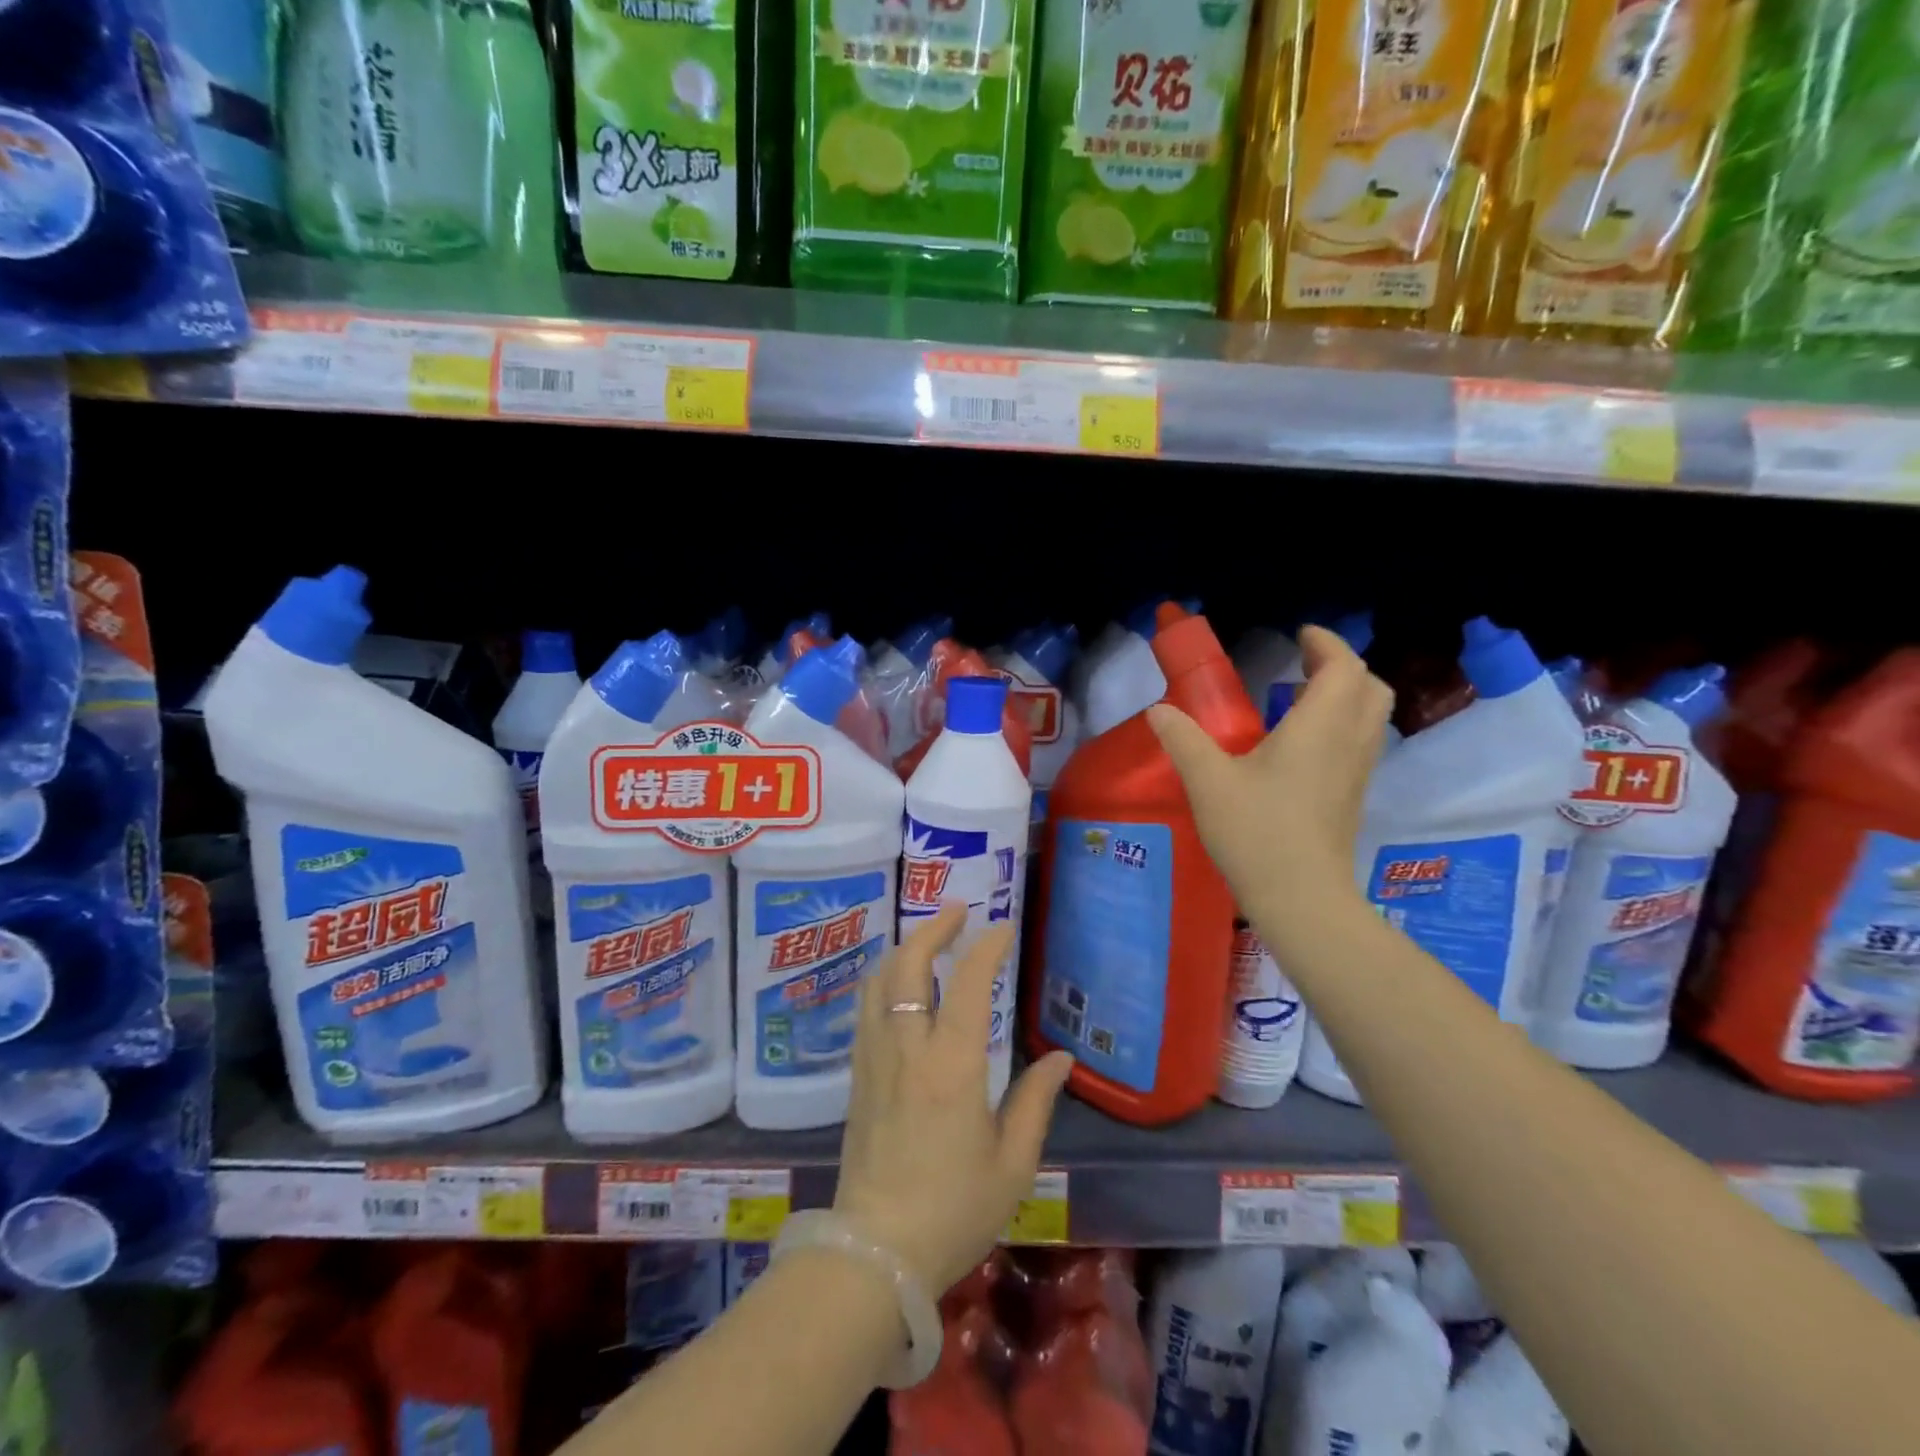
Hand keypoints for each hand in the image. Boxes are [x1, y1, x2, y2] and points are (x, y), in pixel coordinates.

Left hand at [834, 906, 1073, 1295]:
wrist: (873, 1254)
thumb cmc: (953, 1210)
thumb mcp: (1012, 1165)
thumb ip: (1036, 1102)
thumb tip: (1062, 1058)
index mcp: (952, 1065)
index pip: (971, 984)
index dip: (987, 947)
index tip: (1003, 926)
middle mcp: (908, 1048)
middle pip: (910, 964)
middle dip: (934, 928)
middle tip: (959, 911)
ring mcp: (875, 1058)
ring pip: (880, 980)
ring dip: (905, 948)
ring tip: (929, 938)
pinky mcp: (857, 1075)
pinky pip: (867, 1008)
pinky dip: (885, 979)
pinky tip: (898, 984)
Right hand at [1147, 624, 1393, 929]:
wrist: (1301, 899)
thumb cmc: (1256, 832)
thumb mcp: (1208, 781)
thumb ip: (1183, 739)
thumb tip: (1159, 711)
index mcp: (1319, 727)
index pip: (1343, 667)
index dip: (1326, 644)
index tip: (1300, 636)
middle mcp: (1349, 742)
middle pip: (1369, 687)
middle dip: (1341, 667)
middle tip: (1303, 664)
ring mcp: (1357, 772)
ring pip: (1370, 716)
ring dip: (1344, 696)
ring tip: (1299, 699)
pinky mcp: (1353, 797)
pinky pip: (1360, 742)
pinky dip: (1341, 724)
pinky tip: (1301, 744)